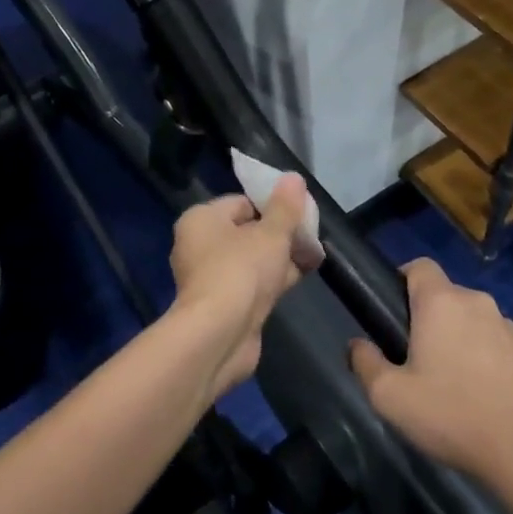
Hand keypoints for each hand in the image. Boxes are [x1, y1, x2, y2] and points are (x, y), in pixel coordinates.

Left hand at [169, 174, 320, 397]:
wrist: (220, 336)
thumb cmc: (241, 271)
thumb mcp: (271, 234)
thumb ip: (285, 207)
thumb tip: (293, 178)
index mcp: (201, 220)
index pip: (241, 202)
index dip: (272, 205)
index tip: (300, 213)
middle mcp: (199, 246)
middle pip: (247, 231)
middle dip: (279, 233)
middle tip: (310, 235)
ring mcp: (210, 278)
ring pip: (251, 259)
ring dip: (280, 258)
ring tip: (313, 255)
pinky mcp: (222, 305)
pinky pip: (252, 283)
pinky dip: (273, 280)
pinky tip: (301, 277)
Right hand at [350, 258, 512, 486]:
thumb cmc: (455, 417)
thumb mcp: (391, 398)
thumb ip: (365, 364)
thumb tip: (357, 345)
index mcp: (442, 302)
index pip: (419, 266)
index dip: (402, 280)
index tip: (392, 313)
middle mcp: (479, 304)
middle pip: (446, 297)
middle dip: (429, 320)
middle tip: (416, 361)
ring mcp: (512, 329)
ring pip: (475, 323)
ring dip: (461, 342)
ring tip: (454, 389)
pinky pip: (501, 348)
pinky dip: (489, 364)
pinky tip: (486, 403)